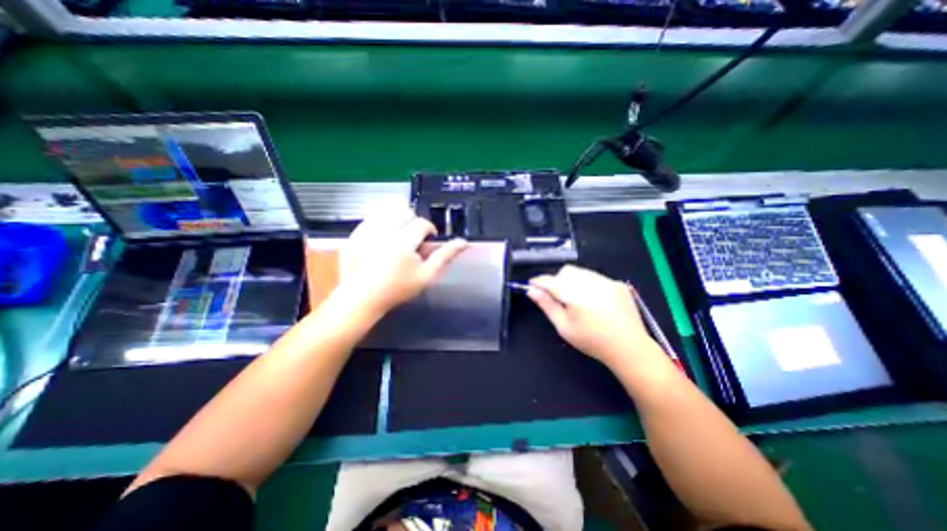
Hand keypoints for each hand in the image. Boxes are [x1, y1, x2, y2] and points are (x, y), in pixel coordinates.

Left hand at [337, 209, 469, 318]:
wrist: (362, 298)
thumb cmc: (397, 289)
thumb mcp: (426, 276)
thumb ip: (445, 256)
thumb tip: (463, 242)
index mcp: (403, 244)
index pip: (422, 223)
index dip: (429, 229)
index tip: (427, 240)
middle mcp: (383, 233)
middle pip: (404, 212)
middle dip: (412, 223)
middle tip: (412, 239)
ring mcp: (365, 233)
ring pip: (387, 212)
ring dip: (396, 221)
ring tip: (397, 237)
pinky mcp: (353, 235)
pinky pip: (370, 219)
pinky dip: (380, 224)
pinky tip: (381, 239)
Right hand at [529, 267, 658, 366]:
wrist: (629, 347)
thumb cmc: (592, 341)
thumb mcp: (564, 327)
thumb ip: (546, 305)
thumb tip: (532, 291)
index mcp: (575, 294)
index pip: (550, 281)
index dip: (539, 282)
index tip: (532, 285)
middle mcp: (591, 282)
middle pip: (566, 271)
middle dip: (558, 280)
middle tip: (559, 297)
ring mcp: (606, 281)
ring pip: (581, 271)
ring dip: (573, 281)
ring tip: (578, 300)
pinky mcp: (617, 283)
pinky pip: (596, 276)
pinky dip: (588, 283)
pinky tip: (594, 300)